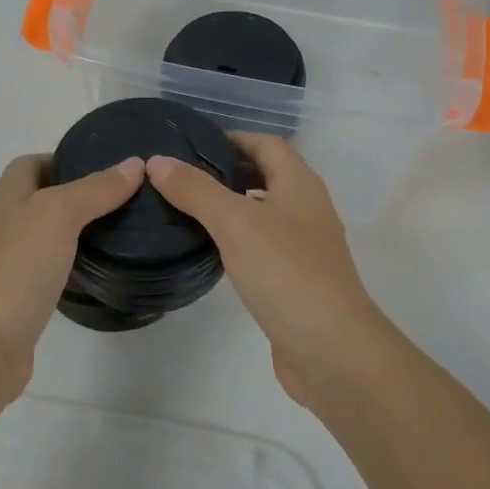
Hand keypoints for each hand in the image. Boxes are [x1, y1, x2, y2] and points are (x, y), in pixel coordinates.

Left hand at [0, 153, 144, 402]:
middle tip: (123, 200)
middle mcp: (1, 226)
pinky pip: (47, 271)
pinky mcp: (17, 300)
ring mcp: (7, 265)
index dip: (64, 159)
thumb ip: (95, 189)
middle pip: (39, 198)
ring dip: (76, 231)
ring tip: (119, 231)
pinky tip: (96, 273)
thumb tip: (133, 164)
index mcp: (4, 198)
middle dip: (78, 195)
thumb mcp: (58, 215)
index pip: (31, 163)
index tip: (106, 168)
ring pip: (45, 236)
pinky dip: (71, 267)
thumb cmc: (16, 269)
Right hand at [149, 134, 395, 406]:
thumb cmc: (286, 273)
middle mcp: (306, 207)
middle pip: (266, 174)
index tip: (190, 146)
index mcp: (299, 183)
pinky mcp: (295, 278)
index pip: (265, 143)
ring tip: (186, 208)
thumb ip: (196, 190)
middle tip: (181, 176)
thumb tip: (158, 161)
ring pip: (263, 210)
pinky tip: (211, 249)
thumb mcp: (235, 222)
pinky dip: (237, 237)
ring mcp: (303, 245)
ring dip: (231, 204)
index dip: (231, 138)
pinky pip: (262, 244)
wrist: (331, 350)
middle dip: (227, 170)